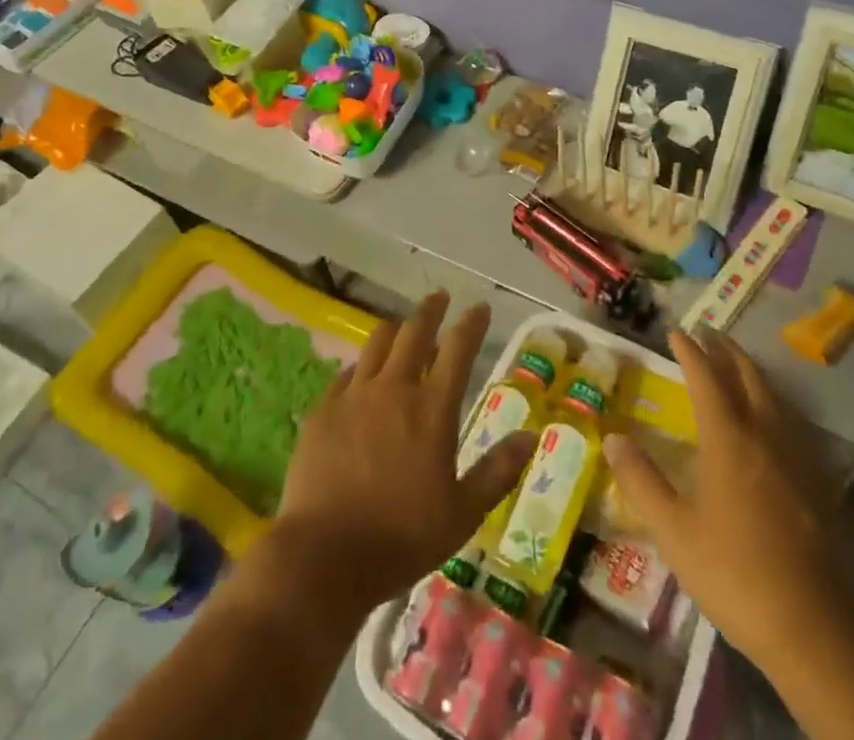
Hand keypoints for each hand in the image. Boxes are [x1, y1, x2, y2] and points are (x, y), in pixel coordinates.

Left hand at [275, 292, 535, 612]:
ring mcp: (354, 395)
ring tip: (401, 326)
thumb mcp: (463, 514)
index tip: (480, 308)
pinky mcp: (323, 409)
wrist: (324, 556)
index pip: (458, 349)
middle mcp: (394, 388)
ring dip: (394, 329)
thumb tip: (530, 436)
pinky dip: (362, 365)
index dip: (472, 324)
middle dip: (431, 309)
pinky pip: (346, 373)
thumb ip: (497, 471)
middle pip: (414, 332)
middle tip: (439, 297)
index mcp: (432, 409)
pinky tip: (361, 373)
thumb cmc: (402, 538)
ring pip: (377, 342)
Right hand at [604, 330, 841, 675]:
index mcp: (728, 438)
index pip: (706, 377)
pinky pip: (793, 421)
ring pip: (774, 395)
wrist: (814, 626)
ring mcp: (797, 456)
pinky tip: (773, 418)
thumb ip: (641, 480)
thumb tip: (612, 437)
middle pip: (747, 375)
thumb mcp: (673, 531)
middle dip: (726, 350)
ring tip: (737, 363)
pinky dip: (775, 402)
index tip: (676, 331)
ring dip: (752, 371)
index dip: (690, 351)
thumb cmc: (734, 572)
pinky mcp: (819, 481)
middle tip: (709, 332)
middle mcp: (765, 434)